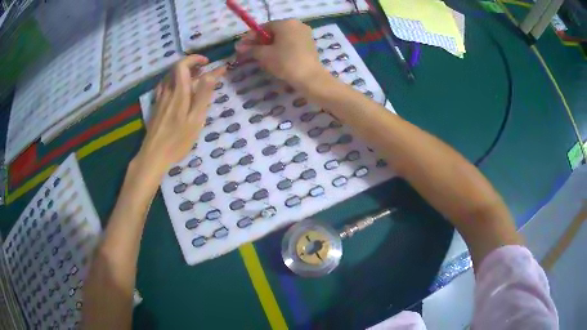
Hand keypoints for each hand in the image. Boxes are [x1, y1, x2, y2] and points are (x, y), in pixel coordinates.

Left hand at [135, 55, 225, 176]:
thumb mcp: (195, 119)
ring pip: (170, 77)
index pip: (183, 65)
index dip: (195, 59)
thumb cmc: (177, 140)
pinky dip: (174, 82)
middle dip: (192, 66)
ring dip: (183, 73)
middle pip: (176, 69)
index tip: (208, 63)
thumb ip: (203, 96)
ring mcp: (160, 99)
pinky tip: (177, 90)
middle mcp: (167, 91)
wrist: (153, 155)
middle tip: (205, 71)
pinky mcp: (156, 107)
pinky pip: (165, 86)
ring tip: (194, 79)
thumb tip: (211, 74)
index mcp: (179, 92)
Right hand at [235, 20, 324, 88]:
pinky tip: (274, 59)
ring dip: (270, 46)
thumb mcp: (264, 55)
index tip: (241, 47)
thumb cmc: (285, 62)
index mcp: (286, 23)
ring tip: (260, 58)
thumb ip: (251, 49)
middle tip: (249, 53)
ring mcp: (305, 34)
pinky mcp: (309, 45)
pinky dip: (281, 49)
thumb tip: (239, 46)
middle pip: (273, 32)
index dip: (251, 37)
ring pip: (282, 38)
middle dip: (260, 42)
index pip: (263, 28)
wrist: (310, 77)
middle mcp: (297, 25)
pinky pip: (291, 44)